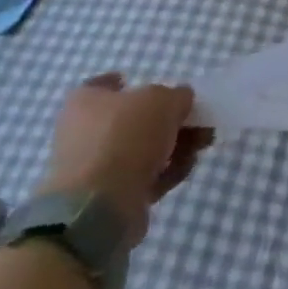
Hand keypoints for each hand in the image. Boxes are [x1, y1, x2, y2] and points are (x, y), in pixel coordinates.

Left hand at [36, 74, 211, 247]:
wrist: (101, 206)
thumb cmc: (126, 136)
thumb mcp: (163, 100)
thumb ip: (177, 95)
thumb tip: (180, 100)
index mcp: (85, 102)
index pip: (102, 84)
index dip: (122, 82)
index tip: (144, 85)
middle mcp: (84, 133)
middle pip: (132, 118)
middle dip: (168, 118)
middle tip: (197, 118)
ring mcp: (96, 167)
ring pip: (142, 148)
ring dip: (174, 145)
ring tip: (203, 142)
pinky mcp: (109, 197)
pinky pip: (144, 176)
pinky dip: (166, 171)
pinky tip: (187, 166)